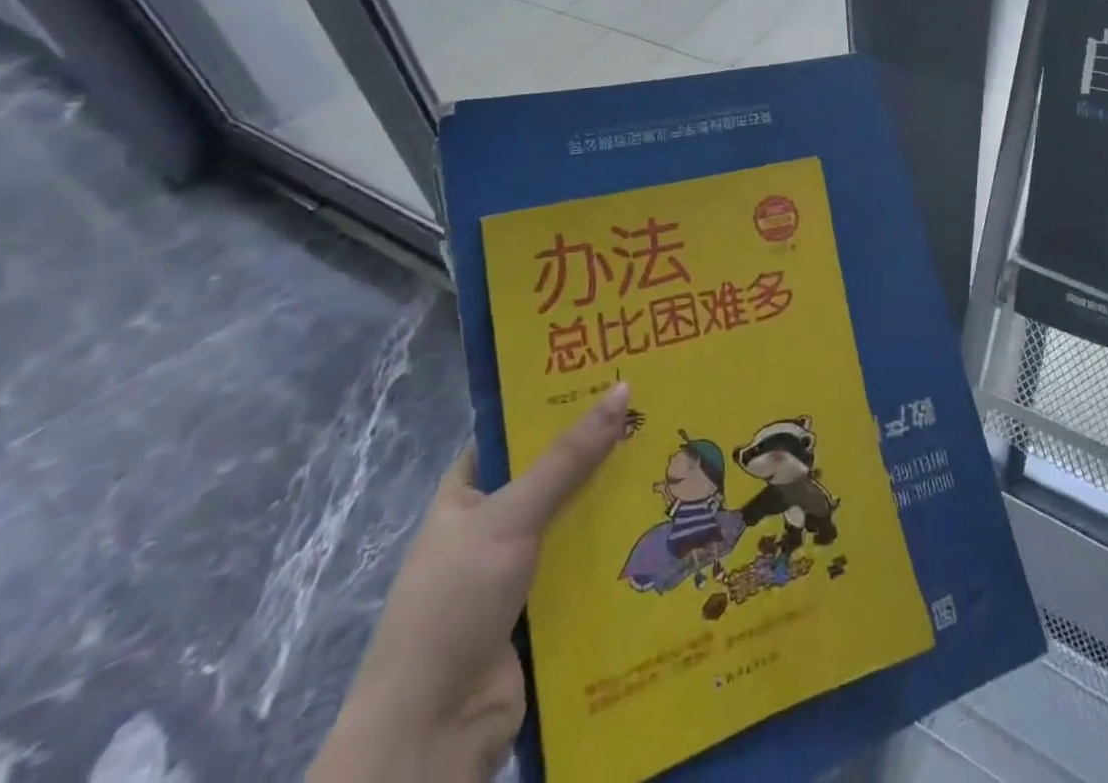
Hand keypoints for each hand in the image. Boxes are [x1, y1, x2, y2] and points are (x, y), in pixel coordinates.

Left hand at [309, 382, 630, 782]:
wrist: (431, 732)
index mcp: (467, 496)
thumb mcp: (510, 515)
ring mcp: (520, 570)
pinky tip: (666, 522)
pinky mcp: (547, 609)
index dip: (556, 403)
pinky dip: (619, 548)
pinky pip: (589, 566)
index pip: (514, 433)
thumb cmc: (455, 602)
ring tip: (676, 457)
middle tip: (658, 410)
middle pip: (555, 474)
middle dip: (601, 449)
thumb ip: (568, 457)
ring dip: (617, 500)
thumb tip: (623, 388)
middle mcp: (494, 526)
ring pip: (577, 520)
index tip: (609, 375)